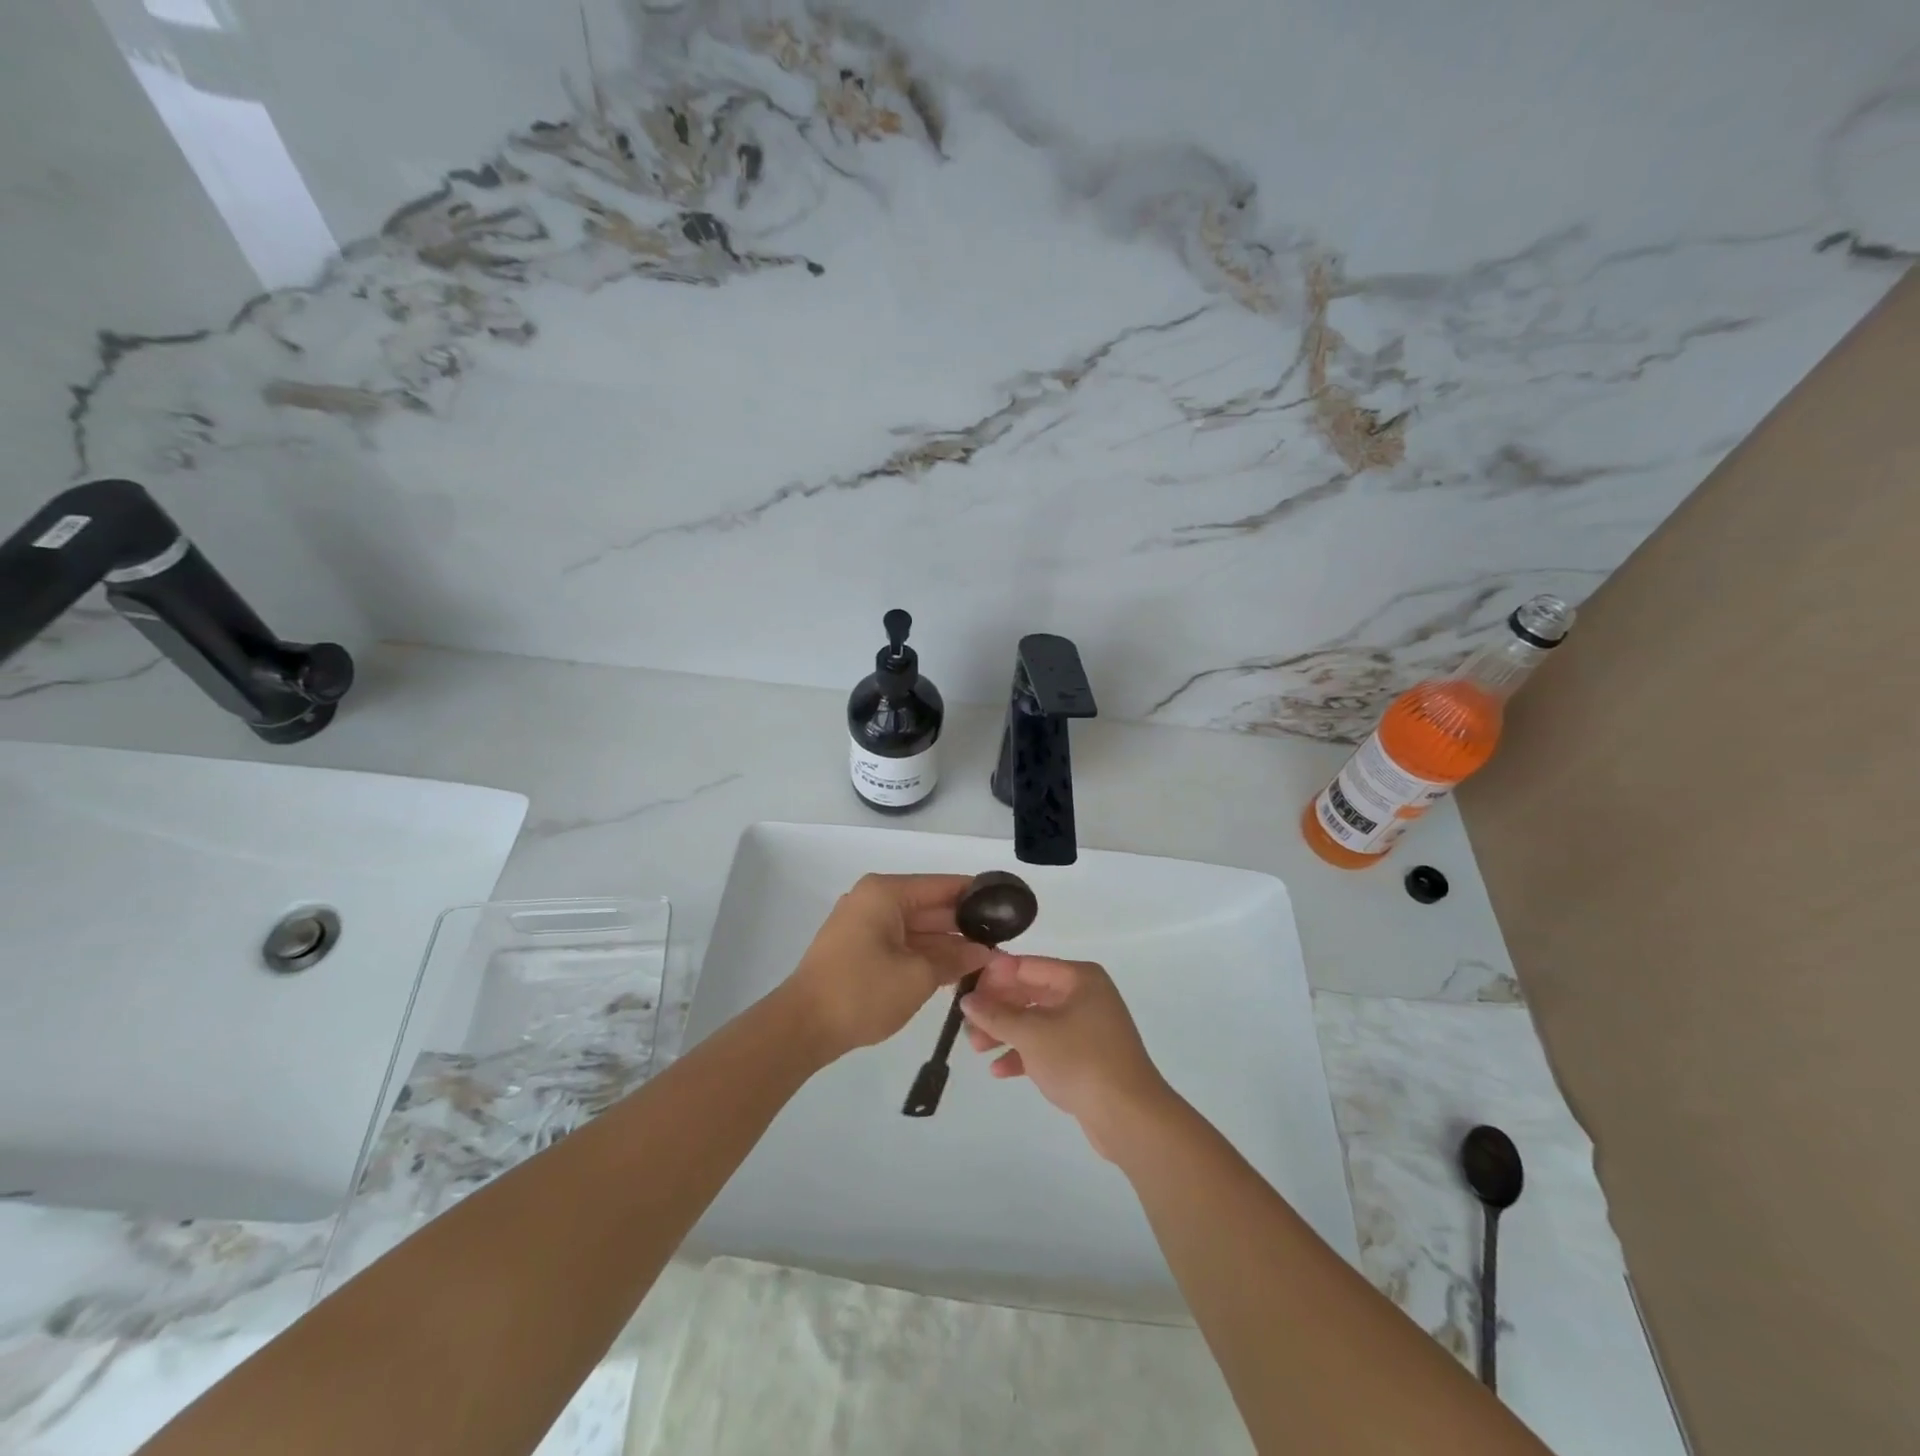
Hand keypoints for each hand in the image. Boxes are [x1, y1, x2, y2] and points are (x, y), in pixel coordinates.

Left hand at [786, 874, 992, 1060]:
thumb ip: (955, 959)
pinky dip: (925, 954)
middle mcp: (873, 900)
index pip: (942, 885)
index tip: (1009, 908)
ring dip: (946, 944)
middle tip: (1003, 941)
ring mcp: (863, 925)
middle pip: (929, 906)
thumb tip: (984, 953)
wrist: (802, 1027)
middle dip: (964, 925)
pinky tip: (954, 970)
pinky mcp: (858, 948)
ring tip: (987, 959)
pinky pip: (901, 943)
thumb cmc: (862, 991)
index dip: (977, 895)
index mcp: (885, 893)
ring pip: (916, 927)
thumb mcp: (918, 976)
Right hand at [959, 956, 1173, 1159]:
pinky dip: (1025, 1054)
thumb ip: (996, 1015)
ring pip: (1037, 1022)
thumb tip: (967, 1000)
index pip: (1026, 966)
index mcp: (1079, 978)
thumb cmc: (1080, 1060)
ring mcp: (1087, 1027)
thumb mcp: (1032, 1034)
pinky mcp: (1086, 1057)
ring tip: (977, 1048)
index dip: (993, 977)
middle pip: (1030, 993)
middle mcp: (1085, 996)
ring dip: (1006, 1033)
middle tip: (967, 1024)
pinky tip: (999, 1070)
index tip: (964, 991)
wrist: (1130, 1116)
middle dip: (997, 1009)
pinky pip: (1048, 1047)